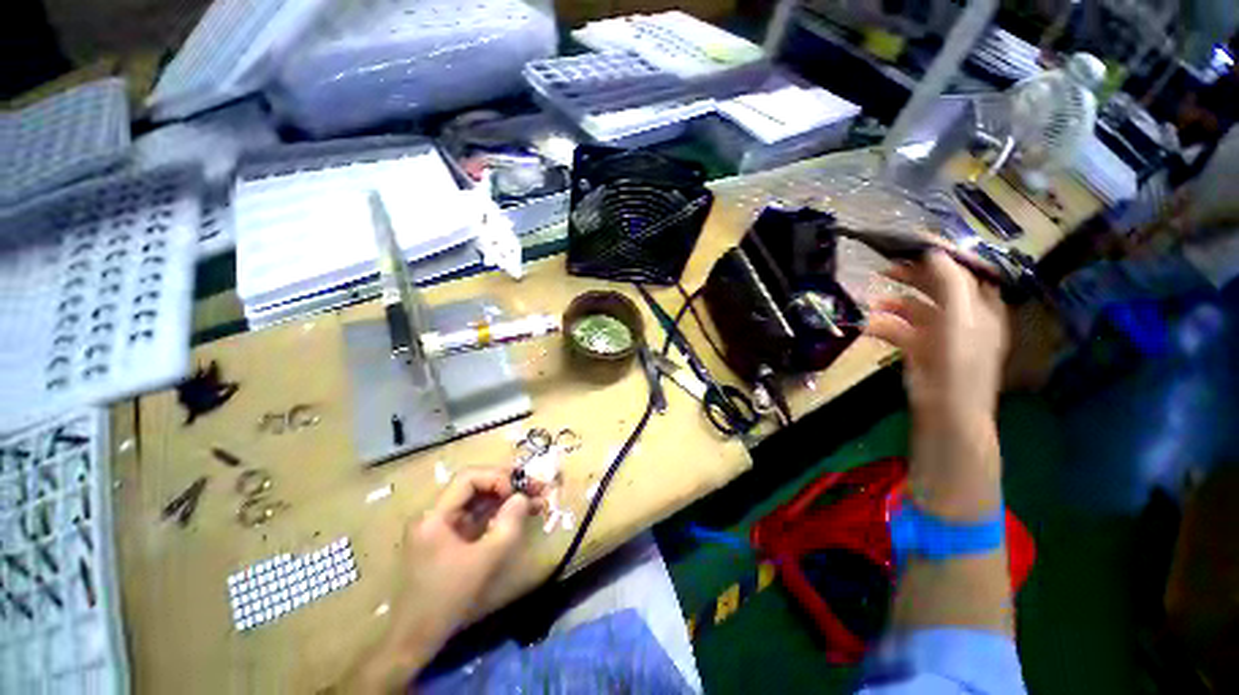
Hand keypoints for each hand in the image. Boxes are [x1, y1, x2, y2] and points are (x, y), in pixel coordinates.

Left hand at [344, 469, 542, 692]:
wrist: (415, 639)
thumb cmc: (447, 598)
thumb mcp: (485, 560)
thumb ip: (509, 524)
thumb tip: (522, 497)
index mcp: (435, 515)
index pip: (469, 478)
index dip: (497, 478)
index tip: (517, 493)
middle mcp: (435, 514)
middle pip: (475, 486)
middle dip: (508, 485)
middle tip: (536, 488)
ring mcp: (441, 527)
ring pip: (479, 501)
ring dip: (507, 499)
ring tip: (537, 500)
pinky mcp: (449, 540)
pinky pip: (477, 517)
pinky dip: (498, 514)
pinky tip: (520, 515)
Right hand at [866, 250, 1007, 424]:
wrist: (945, 409)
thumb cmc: (958, 364)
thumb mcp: (959, 320)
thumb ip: (949, 284)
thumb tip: (933, 253)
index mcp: (981, 308)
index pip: (965, 274)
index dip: (943, 261)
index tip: (914, 249)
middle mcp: (961, 317)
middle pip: (937, 288)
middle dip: (911, 278)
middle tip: (885, 269)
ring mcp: (938, 334)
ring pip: (913, 309)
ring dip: (891, 303)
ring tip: (869, 302)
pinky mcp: (917, 349)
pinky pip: (899, 329)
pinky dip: (883, 325)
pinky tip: (867, 326)